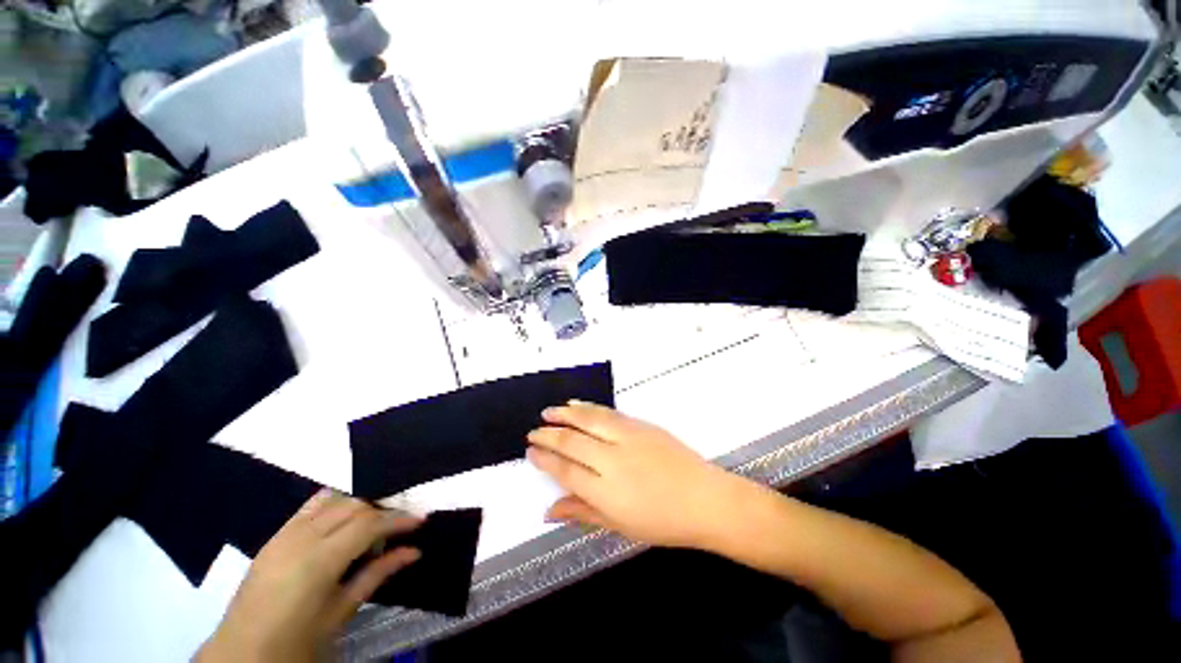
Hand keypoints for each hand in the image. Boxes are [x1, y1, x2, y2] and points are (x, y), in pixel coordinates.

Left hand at [196, 490, 420, 662]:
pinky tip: (345, 518)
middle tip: (399, 525)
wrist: (240, 653)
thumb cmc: (295, 641)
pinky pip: (312, 506)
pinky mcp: (275, 535)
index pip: (368, 523)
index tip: (420, 521)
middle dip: (382, 510)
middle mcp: (301, 537)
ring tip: (374, 522)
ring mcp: (284, 533)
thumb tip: (415, 551)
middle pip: (354, 505)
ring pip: (334, 499)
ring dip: (360, 504)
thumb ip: (377, 575)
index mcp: (318, 561)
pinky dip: (336, 504)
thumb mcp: (340, 613)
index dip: (398, 519)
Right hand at [527, 401, 747, 548]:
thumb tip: (549, 511)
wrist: (705, 499)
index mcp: (605, 492)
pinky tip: (577, 404)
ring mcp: (627, 438)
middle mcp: (612, 460)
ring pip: (588, 420)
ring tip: (549, 412)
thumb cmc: (663, 522)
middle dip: (548, 435)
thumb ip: (582, 513)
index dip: (544, 459)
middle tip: (533, 431)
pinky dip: (588, 407)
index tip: (531, 451)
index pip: (564, 470)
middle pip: (571, 442)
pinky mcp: (640, 425)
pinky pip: (608, 413)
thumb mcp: (619, 526)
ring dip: (565, 414)